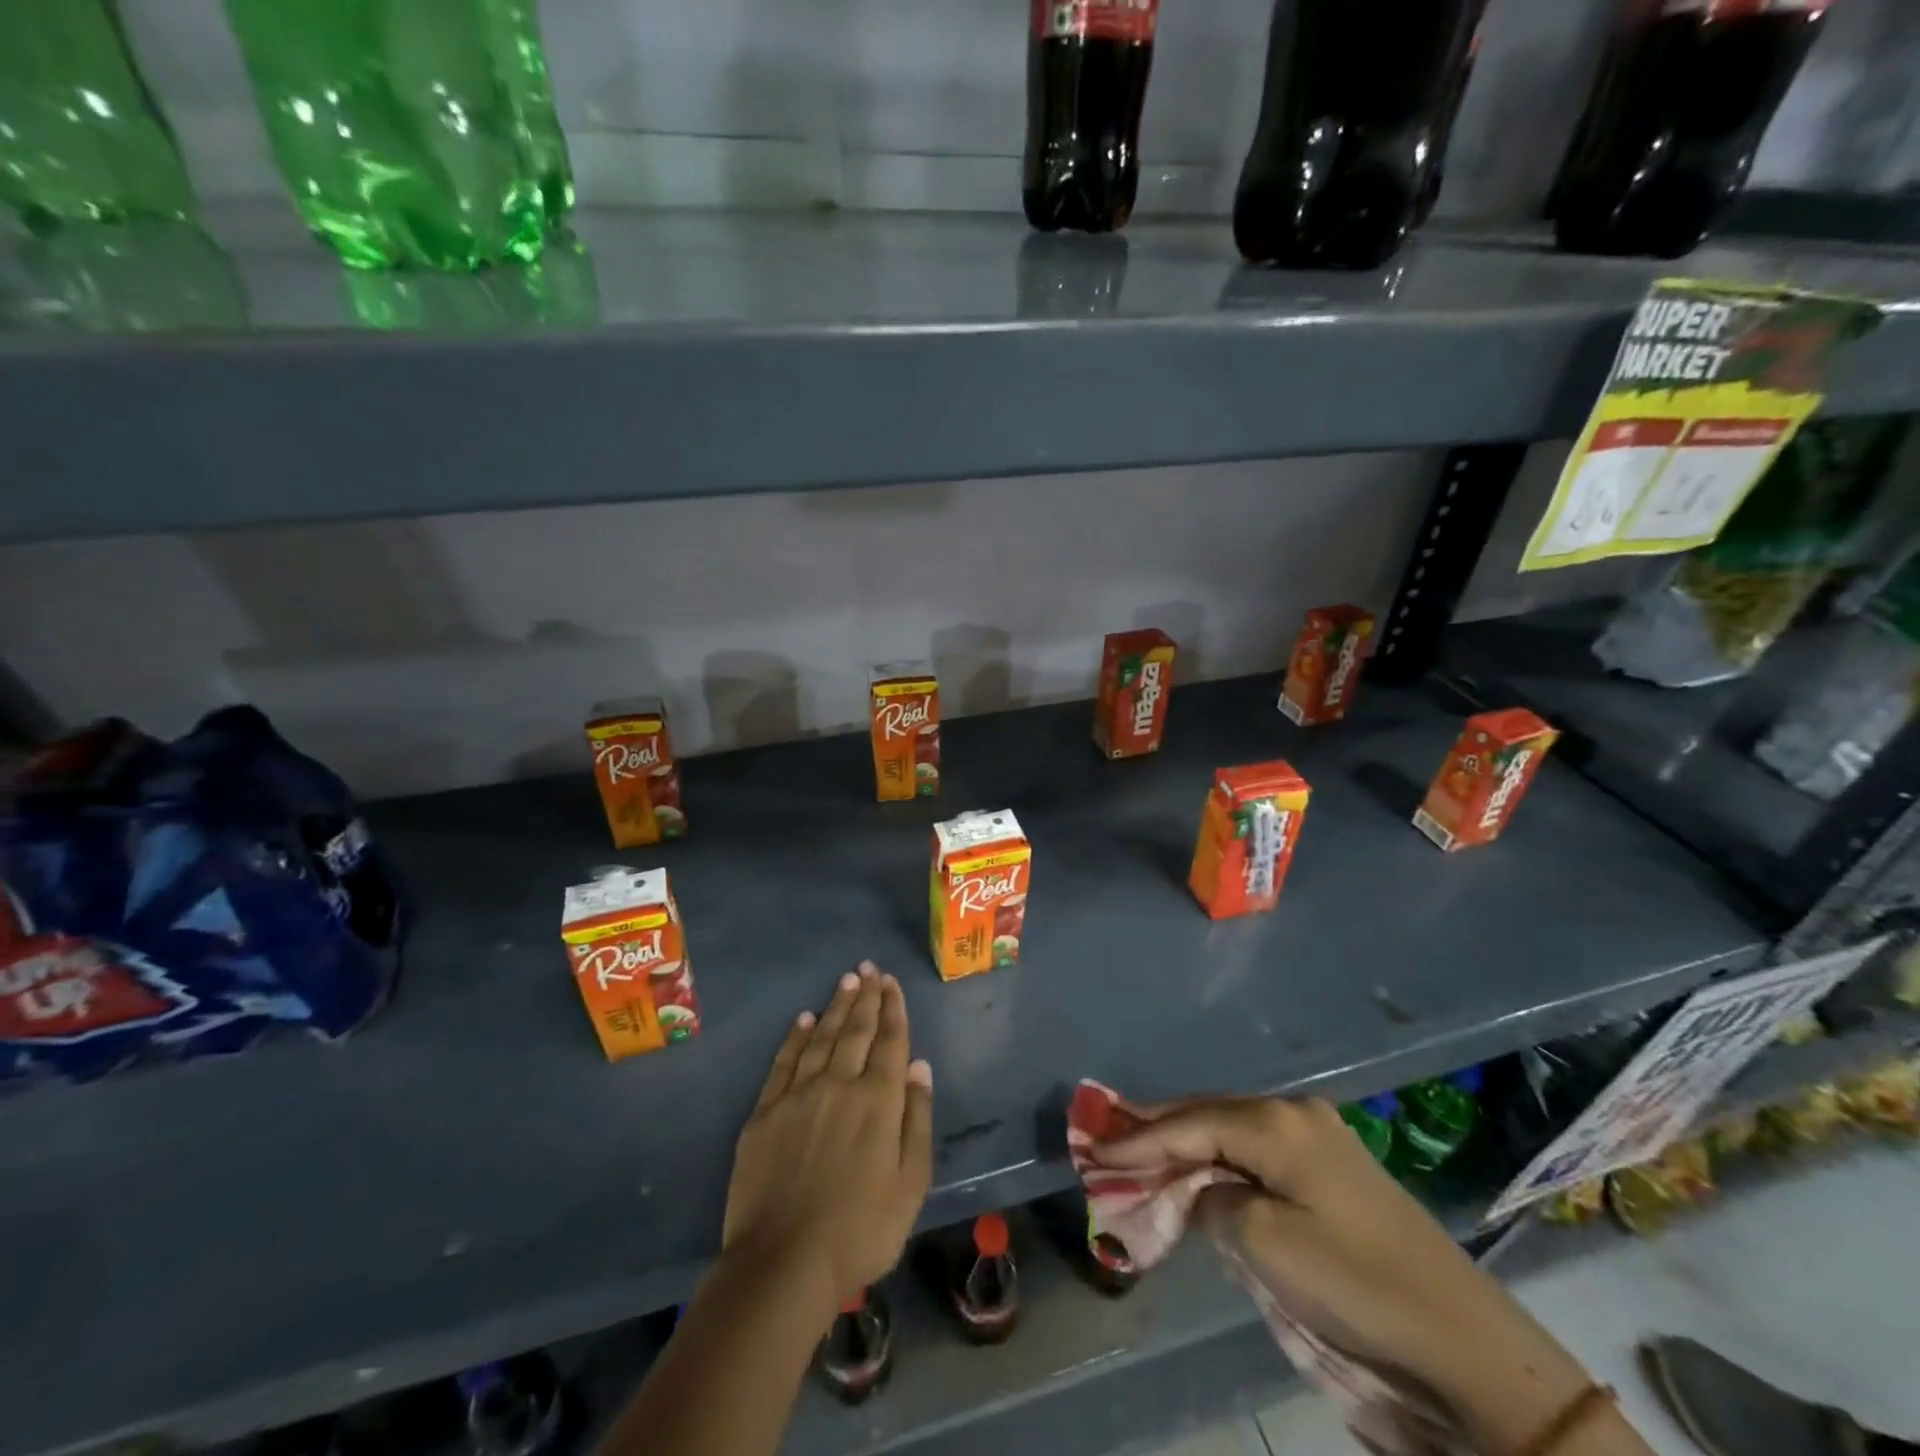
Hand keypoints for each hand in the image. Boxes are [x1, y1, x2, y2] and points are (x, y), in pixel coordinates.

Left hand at [721, 963, 933, 1320]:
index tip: (891, 982)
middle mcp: (839, 1085)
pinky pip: (784, 1062)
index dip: (892, 1009)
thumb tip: (919, 1067)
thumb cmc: (860, 1231)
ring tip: (846, 981)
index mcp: (878, 1101)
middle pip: (856, 1031)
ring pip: (822, 1038)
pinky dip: (796, 1037)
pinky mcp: (765, 1113)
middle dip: (866, 997)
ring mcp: (798, 1095)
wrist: (783, 1264)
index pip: (889, 1041)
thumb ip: (917, 1120)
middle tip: (869, 968)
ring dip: (836, 1007)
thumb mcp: (911, 1184)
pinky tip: (804, 1019)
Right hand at [1094, 1095, 1599, 1450]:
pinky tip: (1199, 1167)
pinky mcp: (1334, 1169)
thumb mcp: (1264, 1245)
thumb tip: (1200, 1190)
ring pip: (1231, 1130)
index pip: (1187, 1123)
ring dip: (1186, 1143)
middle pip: (1206, 1114)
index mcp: (1276, 1122)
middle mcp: (1294, 1113)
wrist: (1467, 1345)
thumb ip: (1212, 1201)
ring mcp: (1319, 1137)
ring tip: (1140, 1148)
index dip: (1137, 1138)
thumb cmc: (1356, 1287)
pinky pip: (1257, 1151)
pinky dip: (1220, 1160)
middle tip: (1106, 1134)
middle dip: (1156, 1129)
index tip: (1091, 1148)